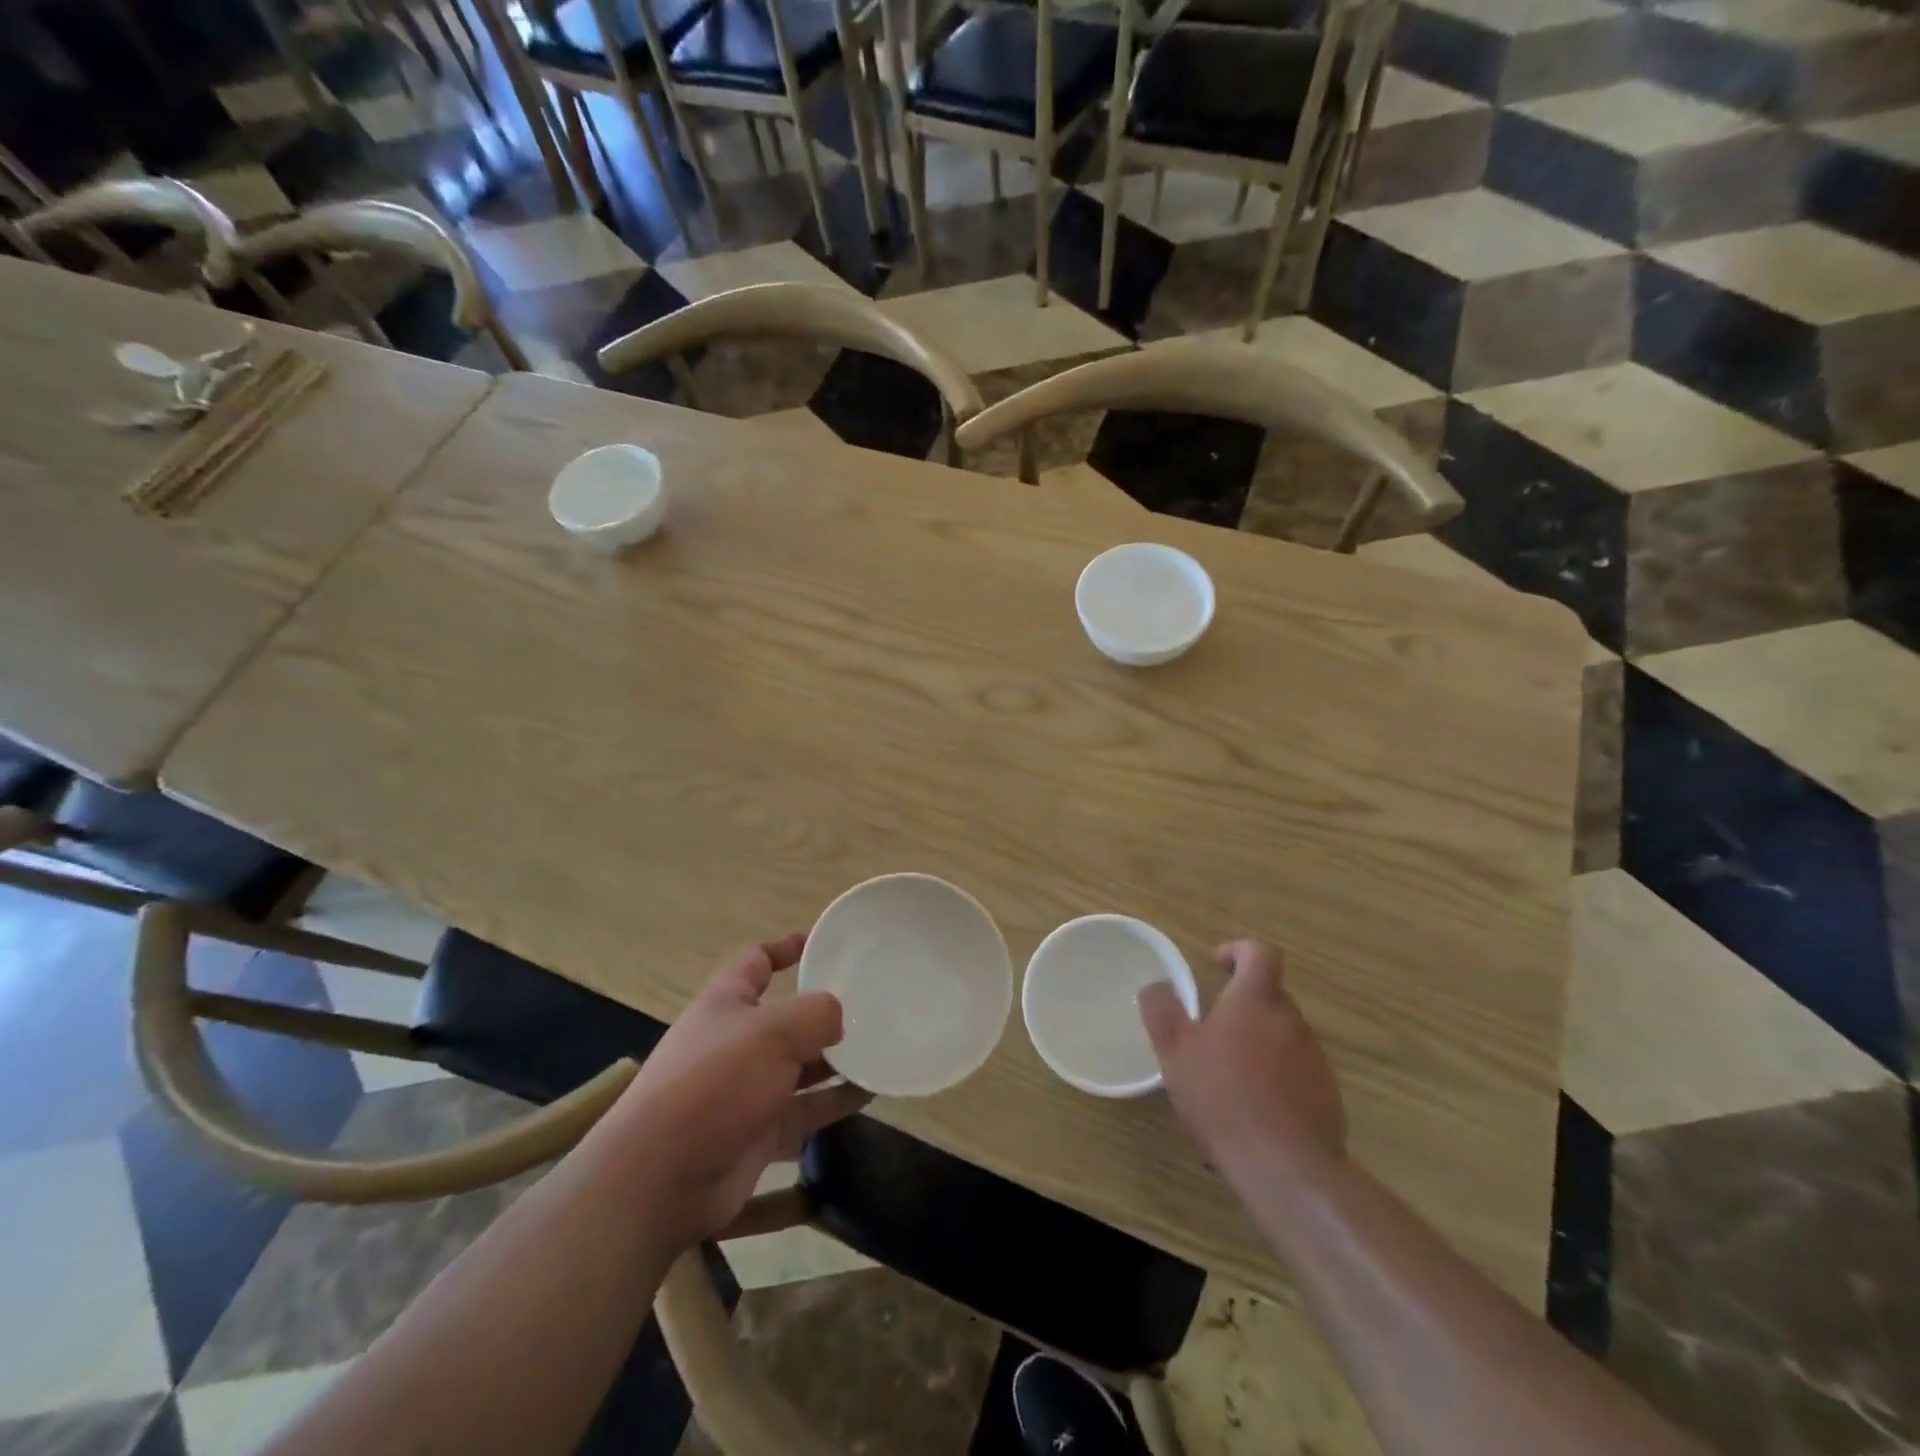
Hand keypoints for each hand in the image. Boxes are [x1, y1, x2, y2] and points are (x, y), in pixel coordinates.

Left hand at [615, 934, 868, 1249]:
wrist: (661, 1178)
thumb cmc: (715, 1082)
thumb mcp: (771, 1031)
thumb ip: (816, 1013)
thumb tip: (838, 1019)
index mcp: (727, 1002)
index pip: (756, 961)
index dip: (786, 947)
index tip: (824, 943)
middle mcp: (737, 1041)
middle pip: (786, 1016)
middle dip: (824, 1010)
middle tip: (872, 1002)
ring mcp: (748, 1089)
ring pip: (802, 1065)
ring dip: (838, 1057)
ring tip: (883, 1045)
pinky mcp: (760, 1131)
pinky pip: (807, 1108)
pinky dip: (837, 1100)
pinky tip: (872, 1091)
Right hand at [1139, 939, 1344, 1178]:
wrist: (1287, 1168)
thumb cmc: (1223, 1097)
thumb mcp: (1175, 1051)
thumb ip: (1162, 1011)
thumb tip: (1156, 987)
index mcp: (1256, 1001)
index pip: (1260, 953)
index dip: (1239, 950)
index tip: (1218, 965)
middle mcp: (1291, 1021)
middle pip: (1270, 996)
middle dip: (1242, 1005)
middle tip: (1211, 1031)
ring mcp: (1314, 1059)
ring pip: (1282, 1036)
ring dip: (1257, 1045)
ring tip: (1227, 1079)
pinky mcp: (1327, 1096)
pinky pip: (1295, 1073)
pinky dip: (1274, 1079)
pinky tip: (1251, 1113)